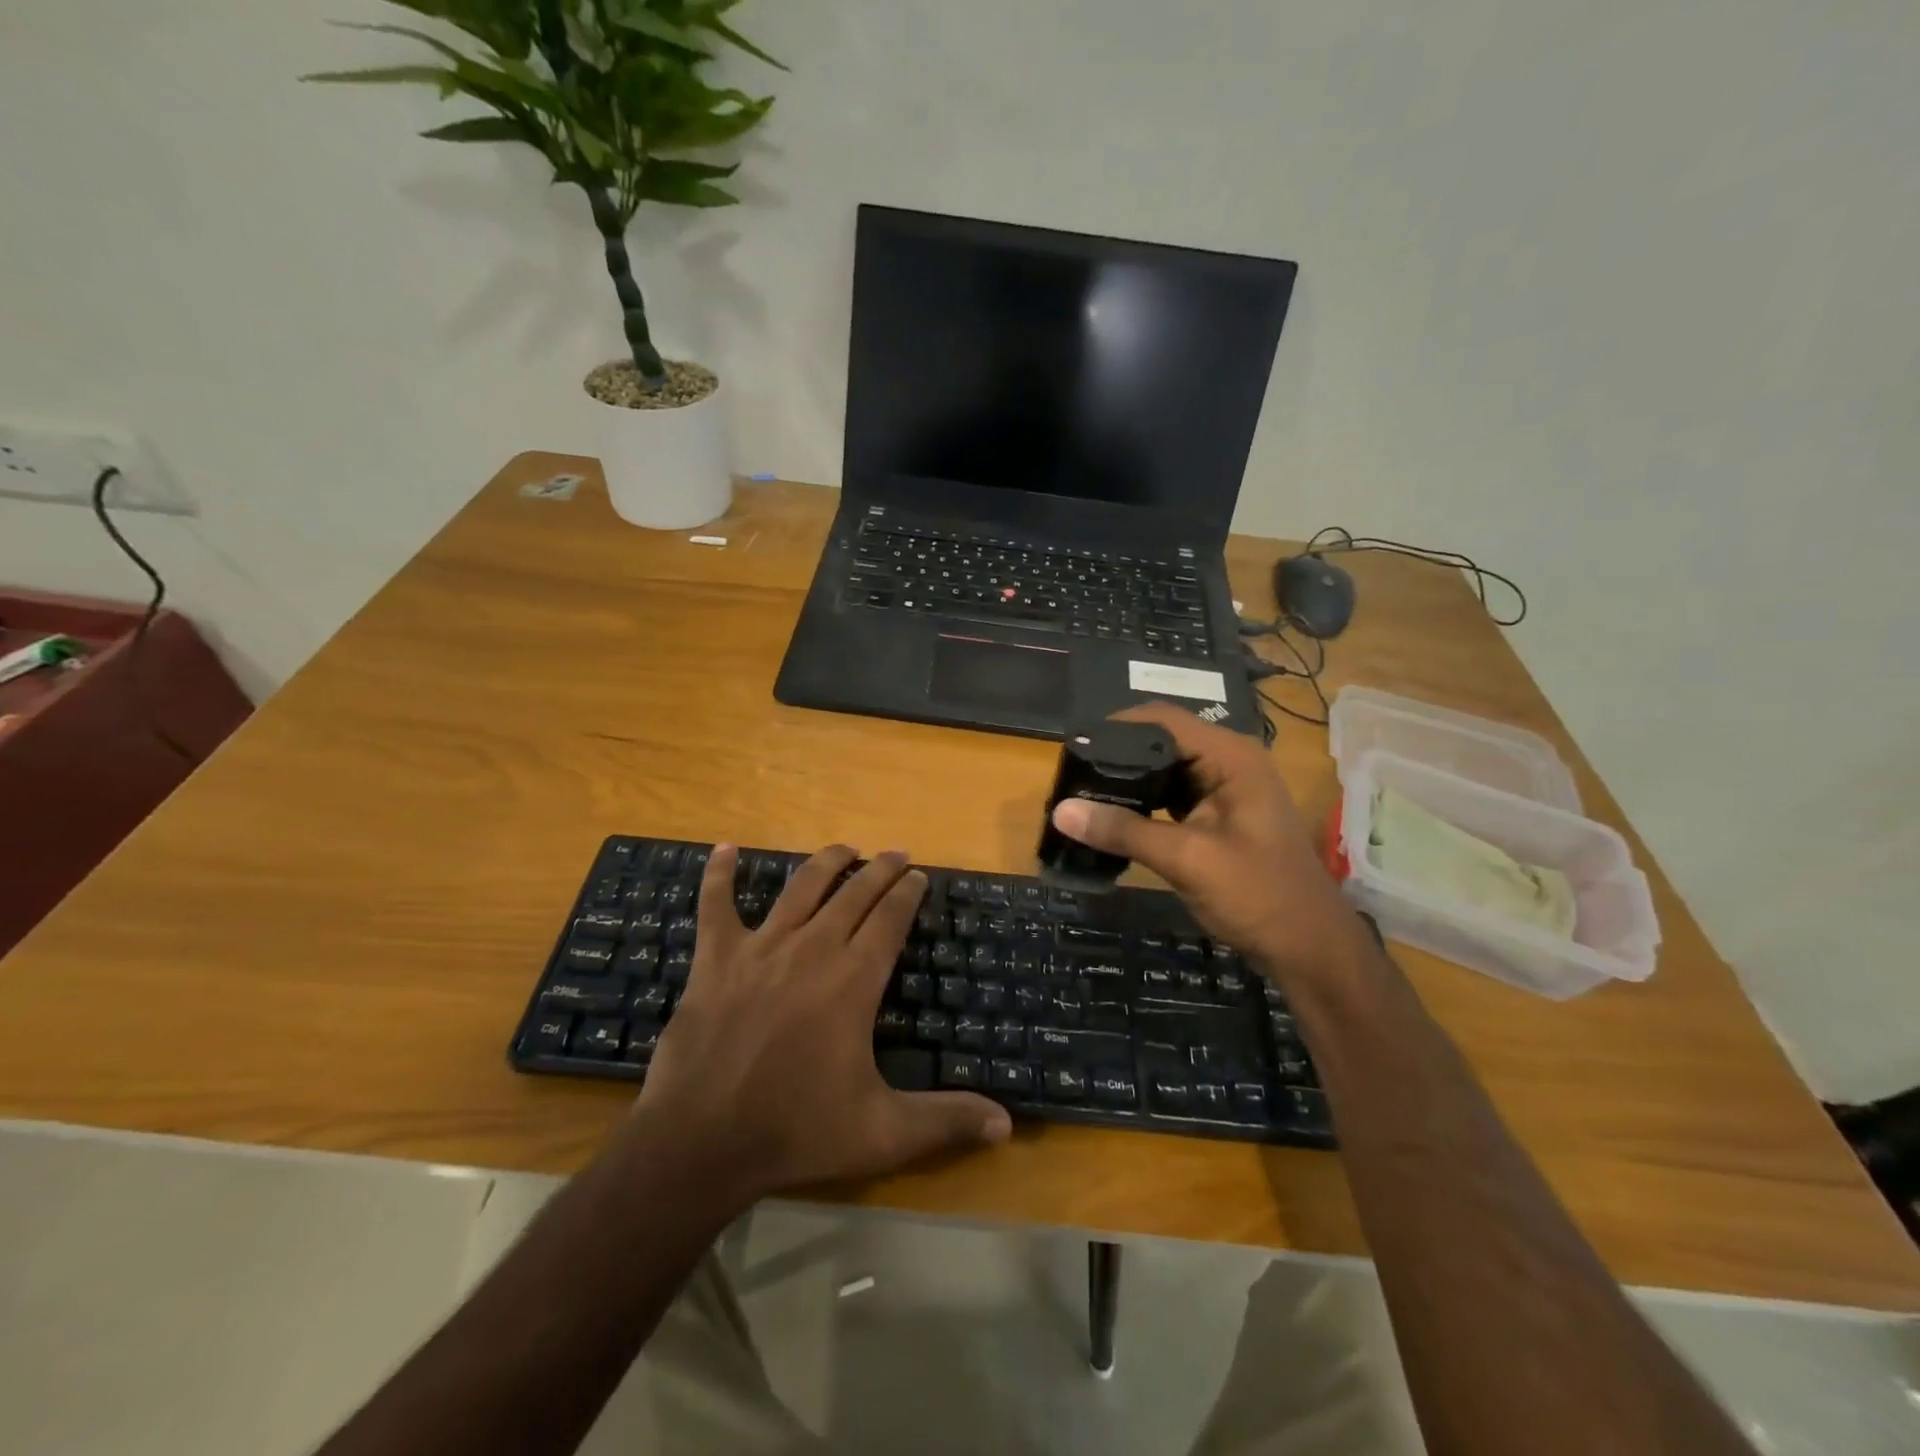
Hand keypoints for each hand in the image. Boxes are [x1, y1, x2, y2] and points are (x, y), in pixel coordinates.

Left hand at [634, 845, 1010, 1204]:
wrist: (700, 1143)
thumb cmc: (796, 1133)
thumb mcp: (882, 1134)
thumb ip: (945, 1121)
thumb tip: (1007, 1125)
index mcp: (853, 980)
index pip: (890, 920)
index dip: (907, 894)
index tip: (919, 876)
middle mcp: (813, 949)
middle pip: (853, 894)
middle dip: (879, 869)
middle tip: (896, 853)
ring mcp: (761, 948)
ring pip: (800, 887)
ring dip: (827, 862)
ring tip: (845, 848)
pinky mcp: (715, 959)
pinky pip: (715, 905)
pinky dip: (720, 874)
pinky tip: (726, 850)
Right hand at [1050, 703, 1371, 979]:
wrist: (1309, 948)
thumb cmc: (1258, 895)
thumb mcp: (1187, 859)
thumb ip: (1124, 831)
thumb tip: (1061, 810)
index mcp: (1230, 756)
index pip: (1162, 720)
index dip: (1116, 727)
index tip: (1073, 747)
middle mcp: (1227, 761)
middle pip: (1160, 742)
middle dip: (1116, 756)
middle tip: (1070, 775)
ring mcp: (1224, 789)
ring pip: (1163, 770)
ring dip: (1127, 782)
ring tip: (1081, 793)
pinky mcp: (1216, 815)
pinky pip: (1170, 797)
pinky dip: (1142, 804)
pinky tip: (1112, 817)